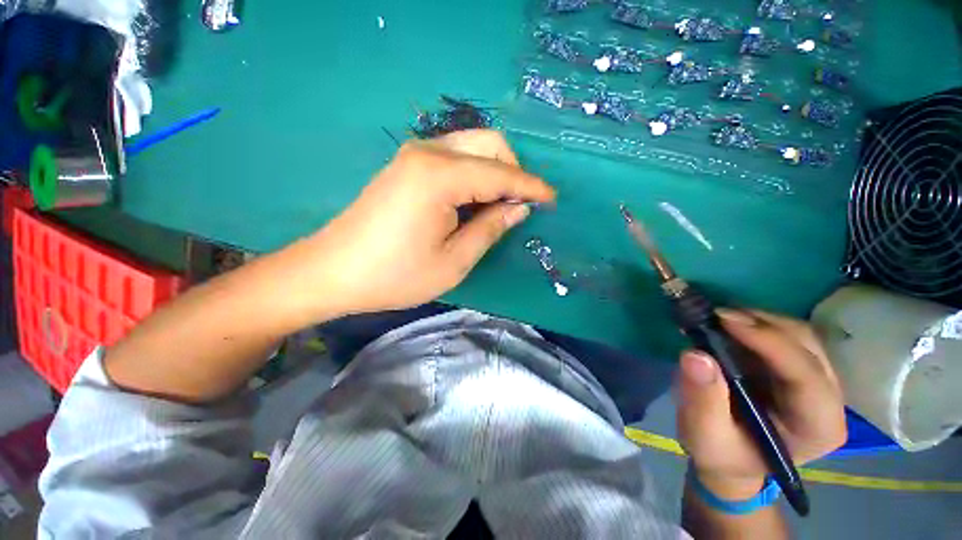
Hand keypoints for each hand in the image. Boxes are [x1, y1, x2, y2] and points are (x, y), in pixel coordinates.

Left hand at [306, 130, 554, 316]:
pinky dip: (474, 173)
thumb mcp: (453, 261)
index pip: (501, 174)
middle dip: (514, 172)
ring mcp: (414, 155)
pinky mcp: (407, 165)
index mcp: (440, 177)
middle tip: (521, 206)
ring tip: (500, 206)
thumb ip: (490, 229)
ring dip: (495, 171)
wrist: (334, 271)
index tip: (552, 199)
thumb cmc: (396, 275)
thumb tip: (518, 209)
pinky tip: (475, 199)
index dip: (530, 187)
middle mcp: (428, 152)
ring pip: (472, 147)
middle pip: (489, 144)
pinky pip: (454, 157)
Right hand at [676, 309, 846, 499]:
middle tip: (716, 315)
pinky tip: (729, 325)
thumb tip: (695, 355)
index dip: (770, 343)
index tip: (724, 320)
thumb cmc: (721, 453)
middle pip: (808, 347)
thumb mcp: (705, 434)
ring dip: (759, 320)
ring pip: (800, 335)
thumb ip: (703, 399)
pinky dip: (756, 324)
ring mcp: (817, 382)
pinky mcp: (799, 369)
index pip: (806, 377)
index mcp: (817, 428)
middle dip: (763, 325)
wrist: (730, 457)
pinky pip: (786, 335)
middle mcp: (828, 401)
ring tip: (718, 318)